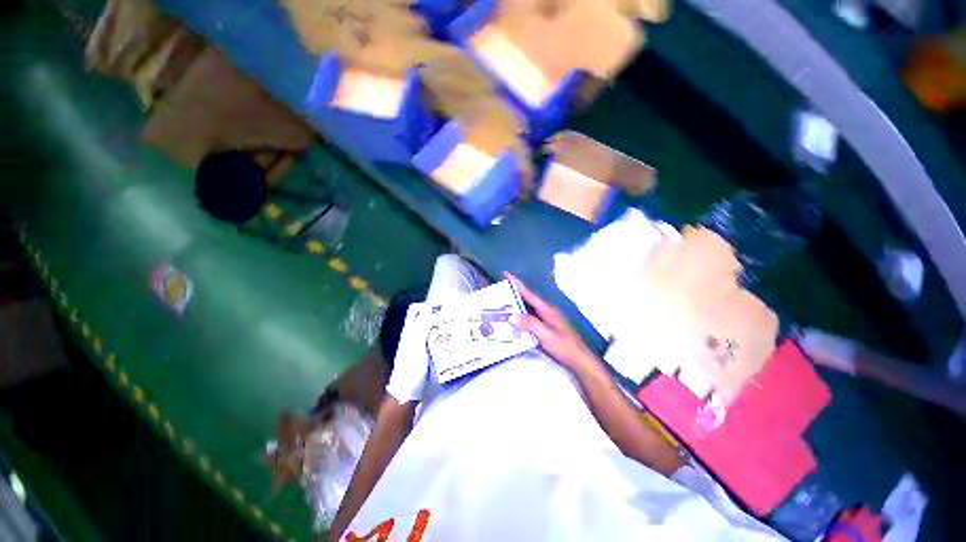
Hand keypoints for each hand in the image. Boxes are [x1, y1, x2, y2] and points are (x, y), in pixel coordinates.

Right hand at [505, 273, 595, 372]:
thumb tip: (511, 316)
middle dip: (514, 294)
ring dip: (517, 306)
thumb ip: (530, 324)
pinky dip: (521, 318)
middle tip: (499, 291)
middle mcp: (547, 312)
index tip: (507, 274)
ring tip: (502, 305)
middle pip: (528, 300)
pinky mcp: (547, 329)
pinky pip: (531, 319)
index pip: (529, 294)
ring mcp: (548, 321)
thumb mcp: (547, 335)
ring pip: (529, 310)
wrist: (581, 362)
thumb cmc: (565, 347)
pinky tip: (514, 322)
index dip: (517, 284)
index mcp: (547, 310)